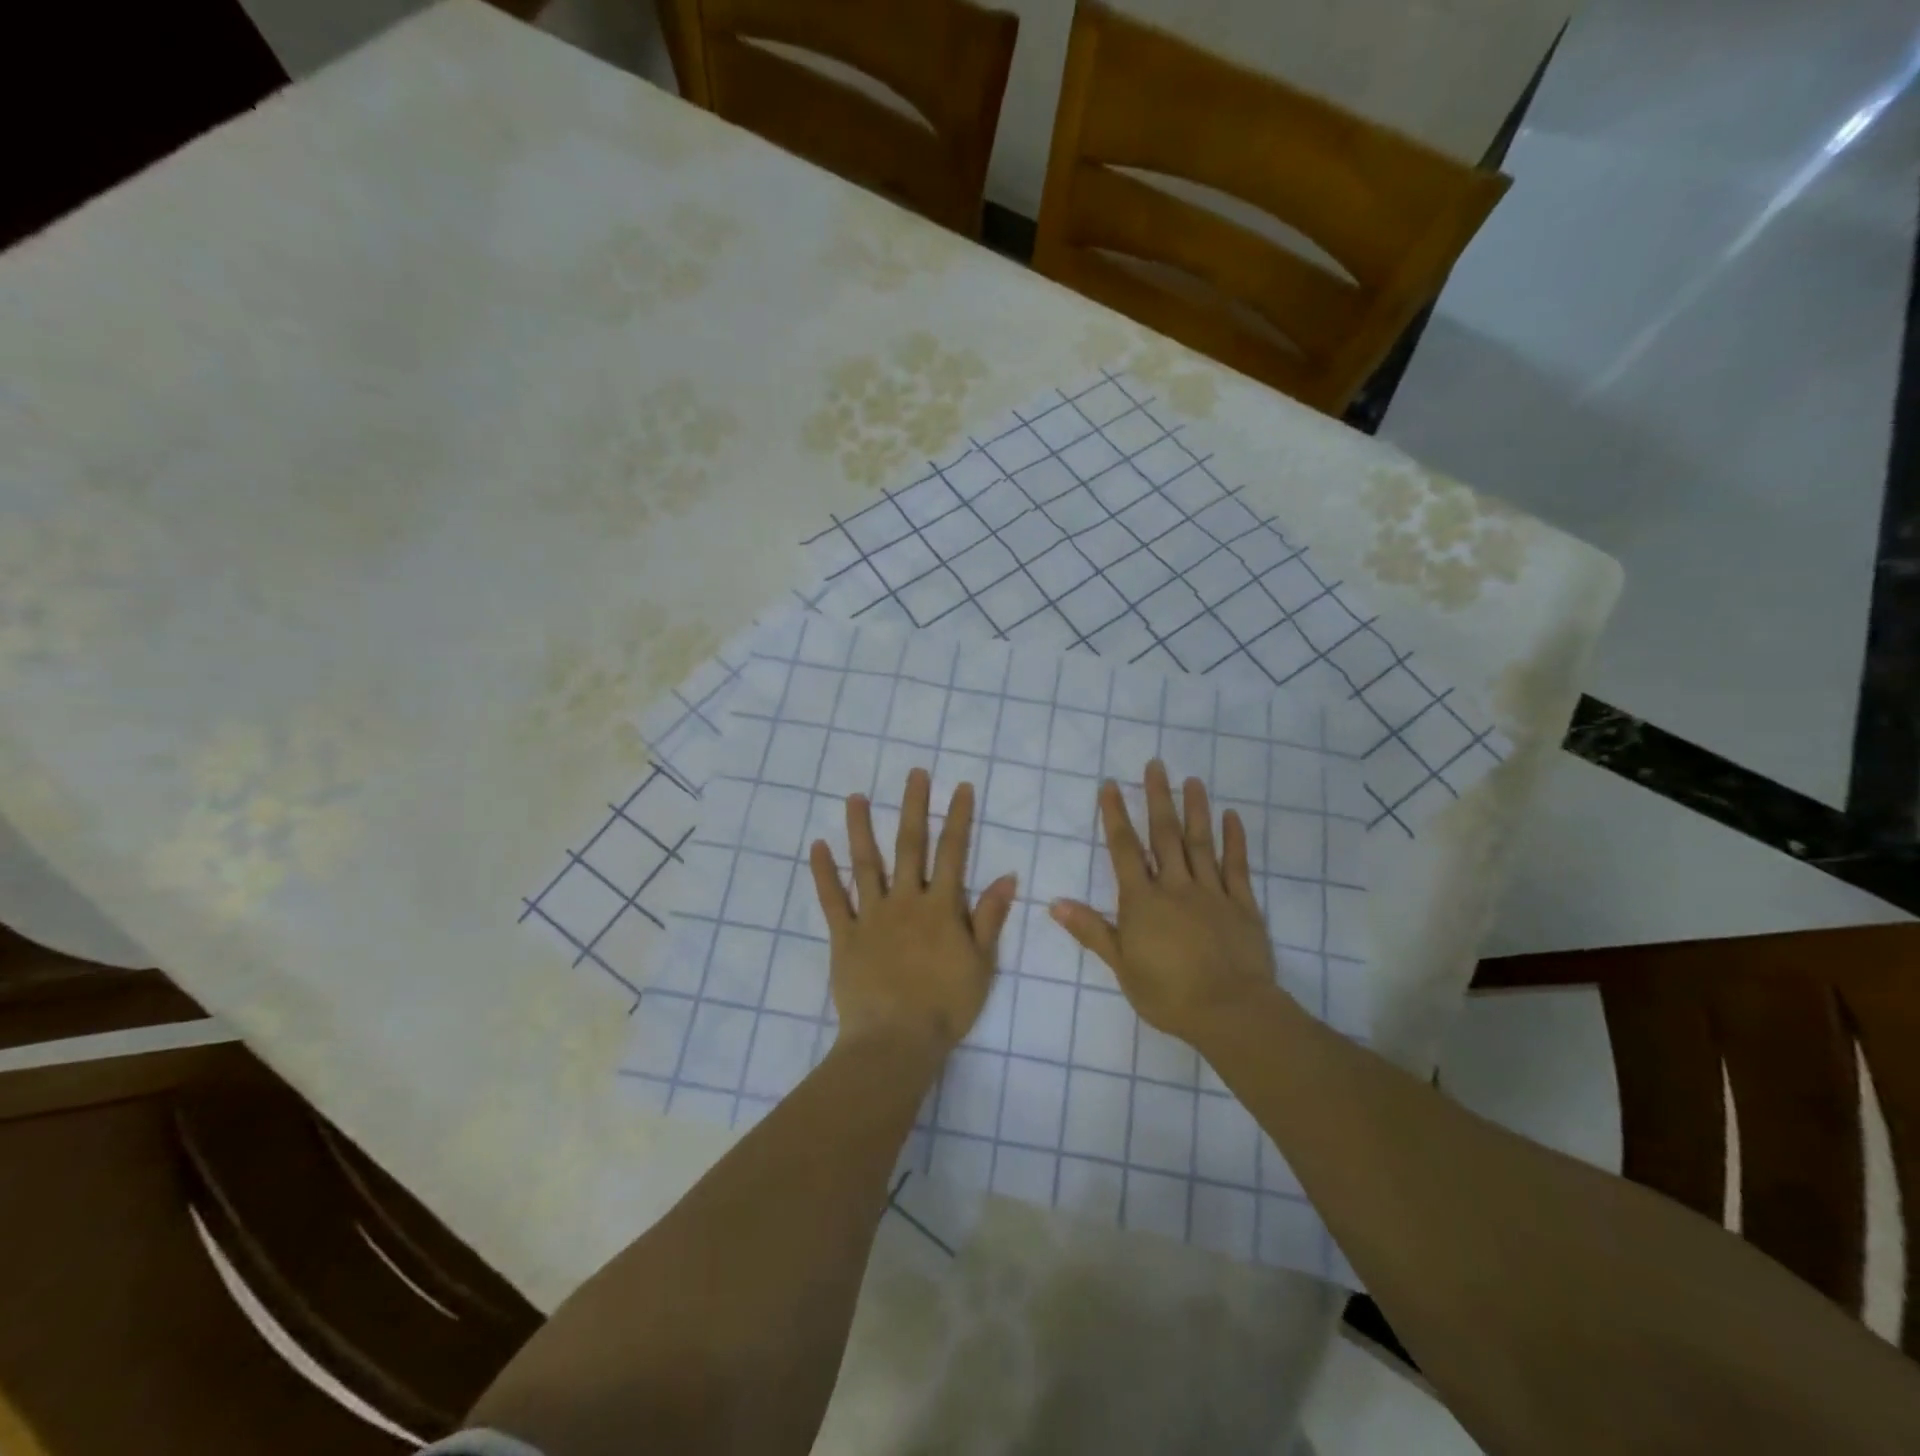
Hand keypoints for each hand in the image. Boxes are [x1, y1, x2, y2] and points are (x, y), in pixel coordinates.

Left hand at [810, 768, 1017, 1053]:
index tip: (960, 787)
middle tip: (914, 773)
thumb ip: (991, 917)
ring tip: (855, 797)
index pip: (953, 852)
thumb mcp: (981, 963)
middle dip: (913, 807)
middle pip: (910, 845)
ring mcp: (872, 915)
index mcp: (941, 907)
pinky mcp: (845, 935)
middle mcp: (906, 900)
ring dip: (861, 828)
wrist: (896, 1041)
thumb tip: (1007, 875)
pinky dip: (824, 873)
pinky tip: (817, 846)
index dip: (958, 817)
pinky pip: (832, 899)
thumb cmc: (946, 1005)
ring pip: (866, 863)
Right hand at [1050, 760, 1279, 1045]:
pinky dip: (1234, 840)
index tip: (1110, 785)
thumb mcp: (1121, 966)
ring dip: (1195, 809)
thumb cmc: (1168, 993)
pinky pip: (1237, 866)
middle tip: (1155, 764)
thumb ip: (1091, 930)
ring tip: (1192, 780)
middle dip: (1157, 798)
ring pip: (1201, 843)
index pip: (1124, 850)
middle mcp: (1175, 886)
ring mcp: (1211, 892)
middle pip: (1164, 835)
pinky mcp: (1242, 904)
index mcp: (1142, 901)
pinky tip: (1232, 816)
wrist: (1230, 1012)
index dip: (1115, 816)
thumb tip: (1055, 903)